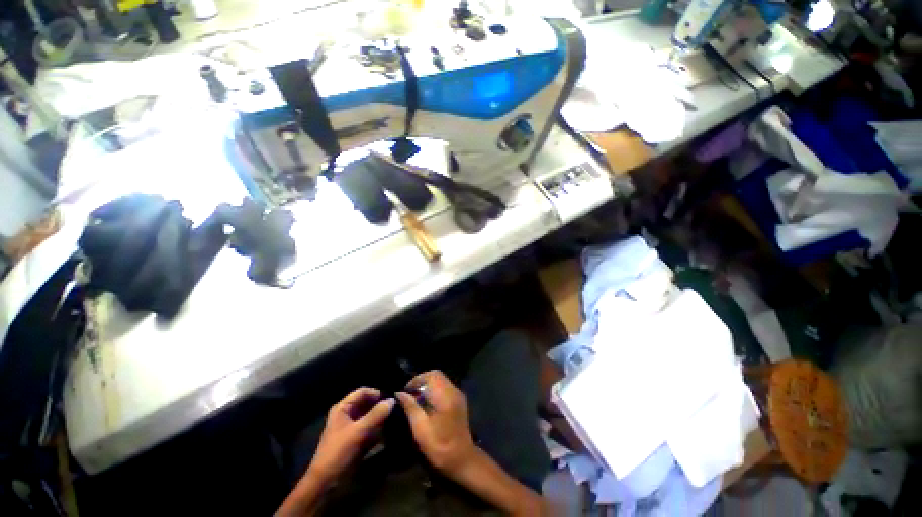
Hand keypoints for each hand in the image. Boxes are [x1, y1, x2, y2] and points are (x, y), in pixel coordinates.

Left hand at [307, 387, 394, 483]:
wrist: (326, 482)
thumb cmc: (338, 452)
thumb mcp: (358, 432)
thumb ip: (376, 414)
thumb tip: (393, 400)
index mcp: (343, 408)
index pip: (363, 392)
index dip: (377, 393)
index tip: (391, 398)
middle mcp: (347, 414)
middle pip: (367, 403)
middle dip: (381, 405)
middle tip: (396, 407)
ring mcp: (352, 428)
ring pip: (370, 416)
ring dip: (381, 417)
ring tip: (396, 417)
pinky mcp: (356, 439)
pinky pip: (370, 429)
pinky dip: (379, 429)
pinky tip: (390, 430)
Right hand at [396, 371, 476, 475]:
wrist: (462, 460)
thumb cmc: (439, 447)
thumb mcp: (420, 429)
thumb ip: (411, 407)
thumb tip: (400, 393)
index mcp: (445, 396)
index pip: (431, 375)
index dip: (417, 379)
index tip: (406, 390)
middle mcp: (454, 391)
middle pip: (437, 375)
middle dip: (422, 380)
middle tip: (410, 394)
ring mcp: (458, 395)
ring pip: (441, 380)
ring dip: (428, 385)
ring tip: (416, 398)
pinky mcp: (459, 400)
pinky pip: (445, 387)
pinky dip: (435, 389)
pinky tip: (427, 403)